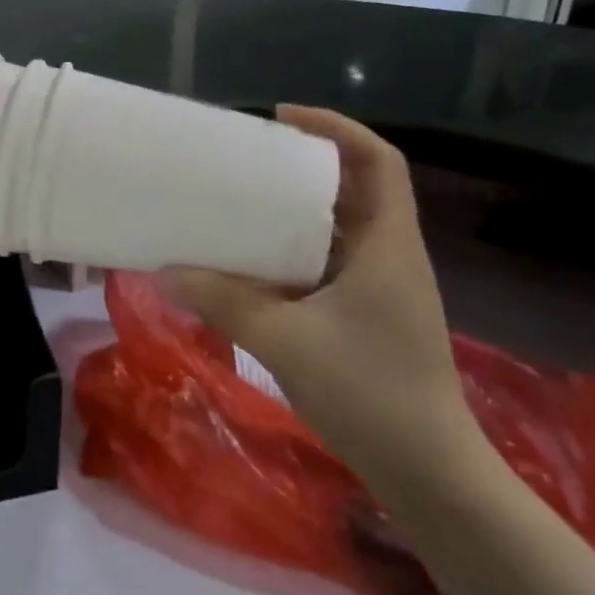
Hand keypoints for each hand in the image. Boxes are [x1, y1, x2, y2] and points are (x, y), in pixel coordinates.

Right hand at [163, 106, 479, 488]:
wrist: (431, 476)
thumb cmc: (370, 395)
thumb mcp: (285, 341)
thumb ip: (223, 301)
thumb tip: (163, 271)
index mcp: (387, 247)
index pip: (379, 163)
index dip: (337, 128)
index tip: (282, 118)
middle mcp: (390, 257)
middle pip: (357, 187)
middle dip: (306, 163)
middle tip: (249, 156)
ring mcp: (382, 288)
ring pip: (341, 226)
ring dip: (298, 206)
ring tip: (242, 198)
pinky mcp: (369, 314)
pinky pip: (330, 260)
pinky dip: (294, 247)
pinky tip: (254, 259)